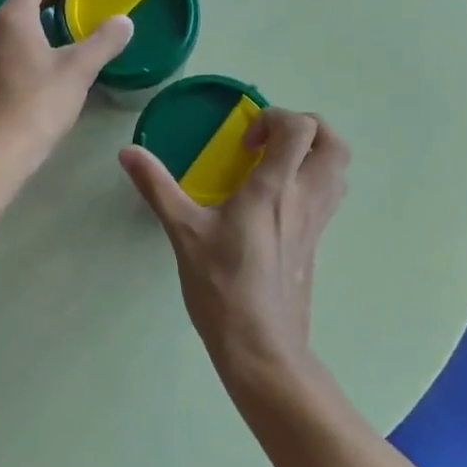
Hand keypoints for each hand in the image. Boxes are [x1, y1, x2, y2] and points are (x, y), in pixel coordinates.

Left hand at [0, 0, 133, 177]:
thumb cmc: (37, 105)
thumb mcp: (78, 71)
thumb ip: (103, 42)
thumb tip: (124, 21)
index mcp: (14, 17)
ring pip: (16, 21)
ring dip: (41, 13)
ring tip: (69, 21)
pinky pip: (12, 43)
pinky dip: (33, 36)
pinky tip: (51, 57)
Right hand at [120, 109, 349, 388]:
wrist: (261, 346)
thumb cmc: (222, 287)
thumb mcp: (183, 233)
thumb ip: (157, 187)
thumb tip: (127, 152)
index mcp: (274, 189)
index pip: (298, 128)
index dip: (273, 119)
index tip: (244, 144)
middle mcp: (305, 198)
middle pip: (333, 142)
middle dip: (304, 128)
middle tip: (268, 143)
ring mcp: (317, 222)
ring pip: (338, 170)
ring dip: (314, 153)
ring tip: (276, 165)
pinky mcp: (317, 243)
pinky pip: (330, 196)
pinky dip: (313, 181)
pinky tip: (278, 201)